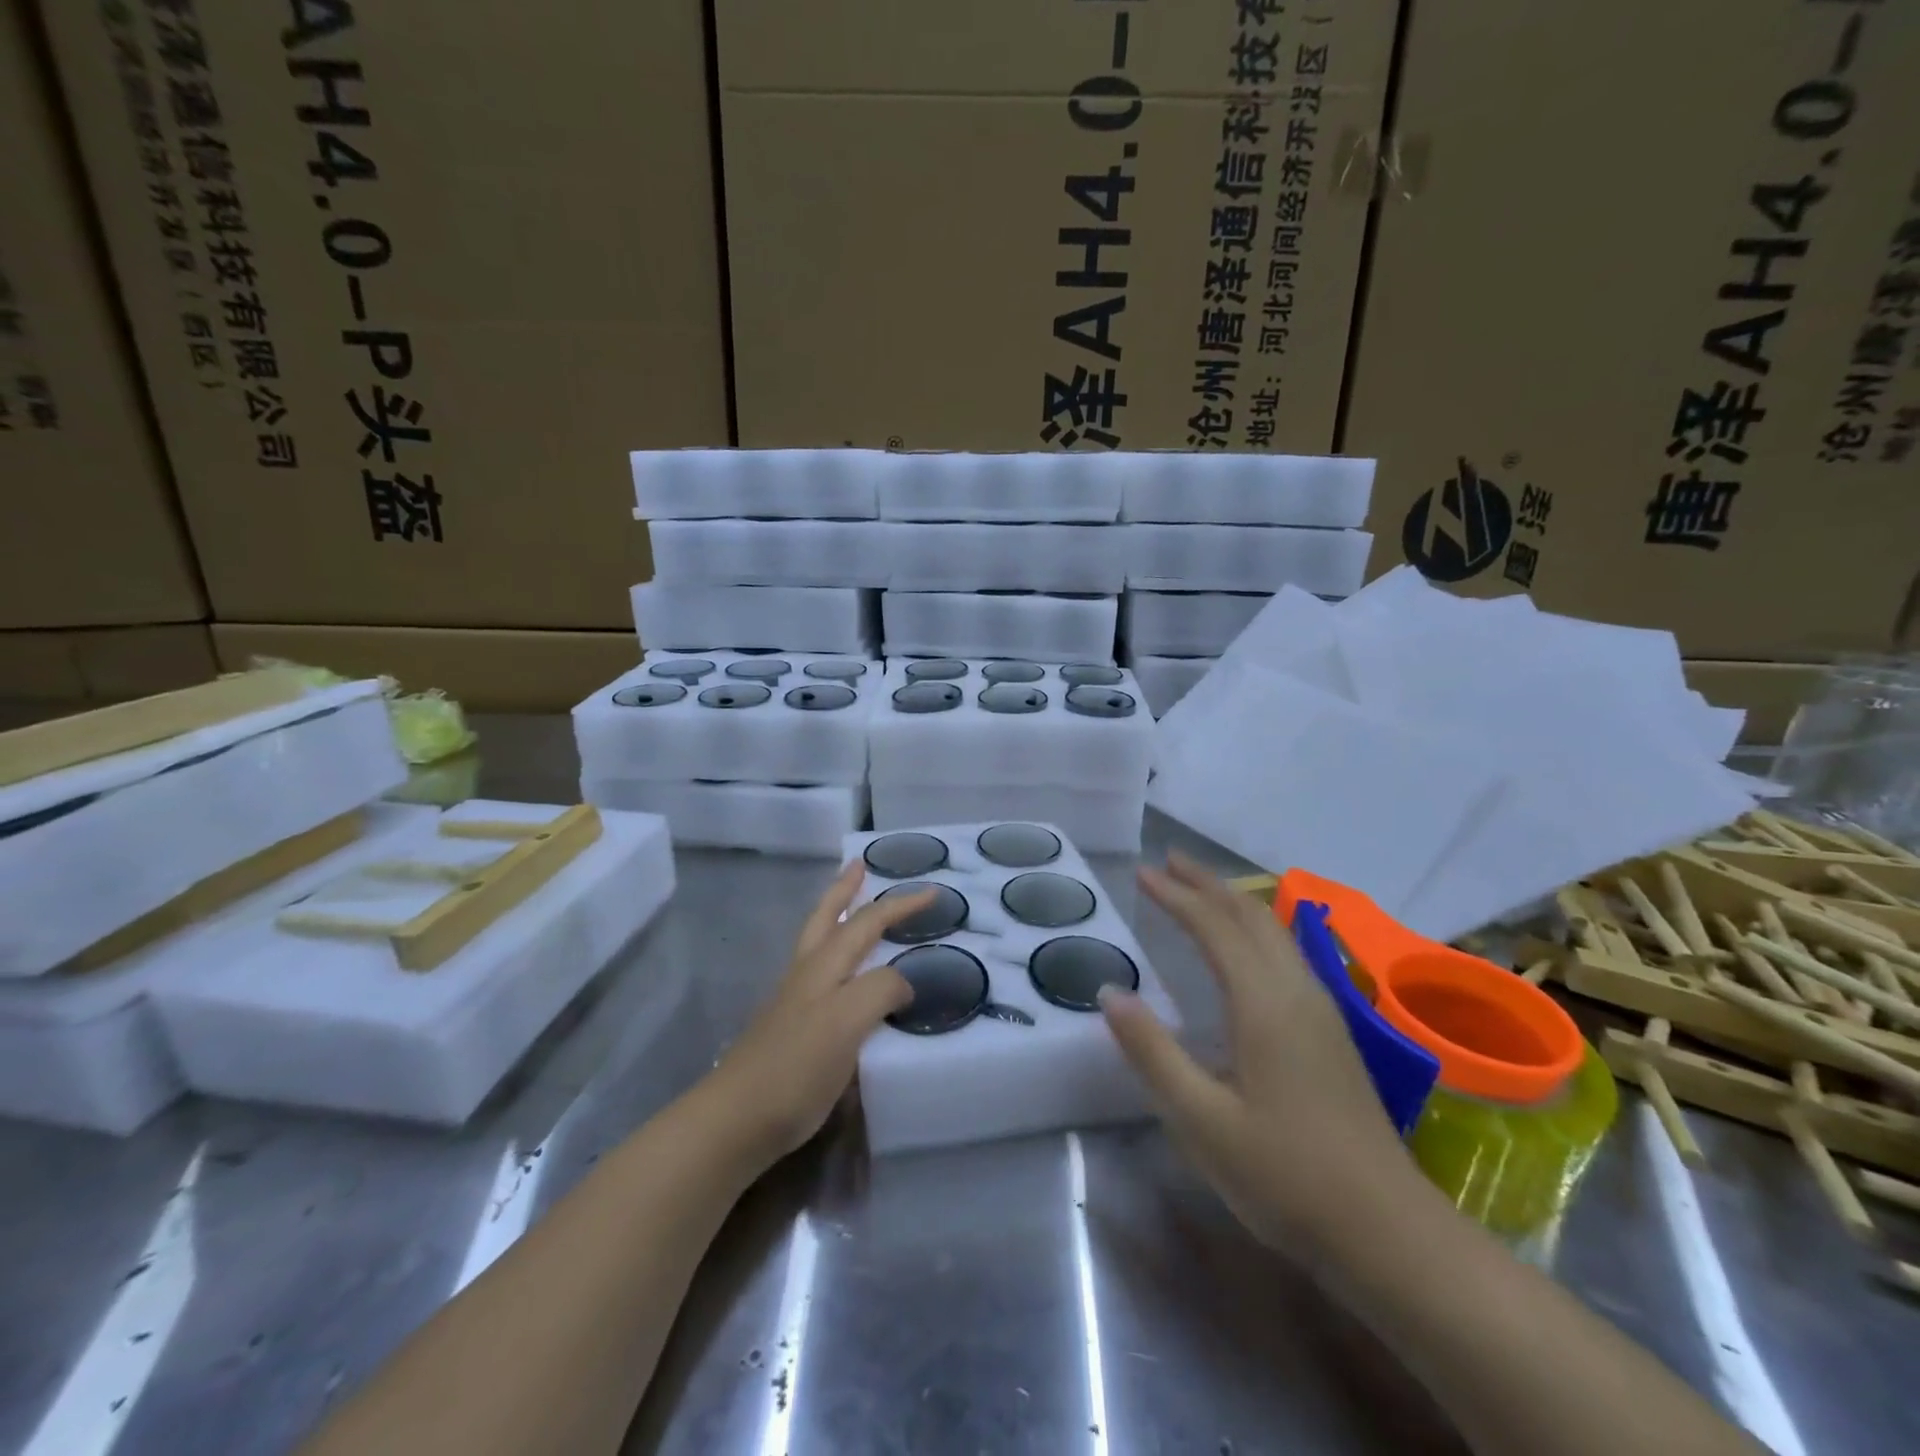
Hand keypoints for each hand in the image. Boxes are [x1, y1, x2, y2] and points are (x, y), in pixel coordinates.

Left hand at [703, 862, 934, 1168]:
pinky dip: (834, 955)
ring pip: (818, 943)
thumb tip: (903, 982)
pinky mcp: (791, 1028)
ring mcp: (794, 1000)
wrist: (737, 1119)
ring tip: (851, 905)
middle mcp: (807, 974)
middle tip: (860, 865)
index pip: (867, 922)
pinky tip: (841, 973)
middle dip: (845, 889)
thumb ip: (880, 990)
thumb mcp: (847, 1021)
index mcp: (824, 965)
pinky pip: (819, 975)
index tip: (933, 892)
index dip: (901, 905)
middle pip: (827, 918)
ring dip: (836, 916)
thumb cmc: (796, 1066)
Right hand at [1099, 851, 1412, 1249]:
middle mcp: (1297, 991)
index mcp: (1264, 1004)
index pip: (1214, 928)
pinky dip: (1255, 927)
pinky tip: (1247, 945)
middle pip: (1250, 916)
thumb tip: (1110, 992)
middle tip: (1168, 861)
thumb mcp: (1202, 1122)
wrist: (1389, 1232)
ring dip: (1233, 901)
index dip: (1177, 895)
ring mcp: (1322, 1010)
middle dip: (1207, 883)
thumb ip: (1152, 1052)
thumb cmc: (1286, 1177)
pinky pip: (1287, 952)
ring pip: (1274, 931)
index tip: (1142, 872)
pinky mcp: (1332, 1032)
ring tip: (1199, 889)